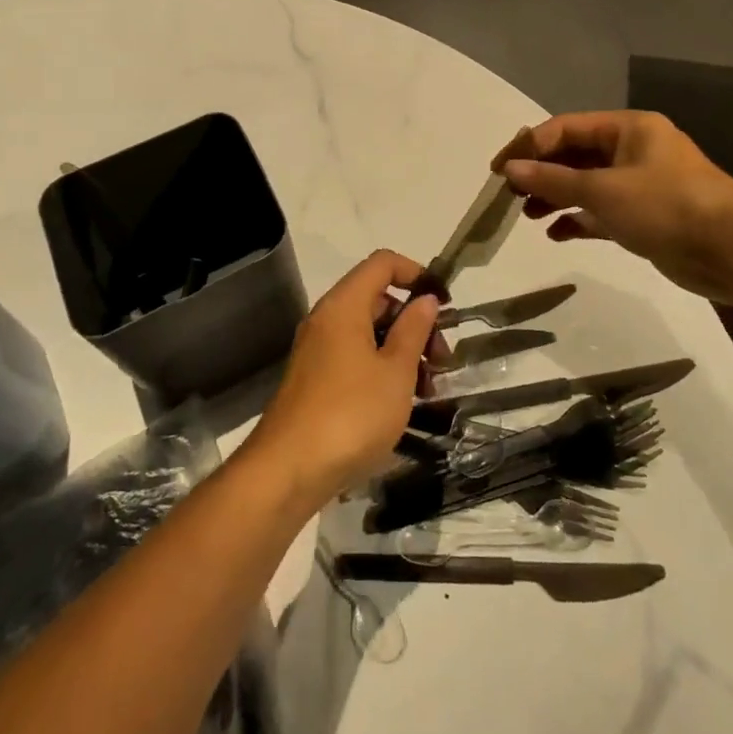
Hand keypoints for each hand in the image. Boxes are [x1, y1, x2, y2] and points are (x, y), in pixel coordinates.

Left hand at [245, 250, 439, 508]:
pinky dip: (382, 368)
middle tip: (442, 360)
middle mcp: (327, 318)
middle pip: (378, 299)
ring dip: (403, 350)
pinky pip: (356, 357)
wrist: (288, 470)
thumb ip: (414, 330)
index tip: (444, 304)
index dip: (416, 273)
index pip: (383, 264)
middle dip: (415, 322)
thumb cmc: (351, 413)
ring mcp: (318, 350)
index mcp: (344, 305)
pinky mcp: (316, 379)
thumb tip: (425, 299)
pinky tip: (402, 402)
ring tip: (428, 389)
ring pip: (369, 332)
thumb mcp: (396, 372)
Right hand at [494, 111, 732, 303]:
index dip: (529, 146)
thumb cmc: (666, 205)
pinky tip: (556, 233)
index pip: (565, 128)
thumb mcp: (603, 190)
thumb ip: (553, 180)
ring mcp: (640, 184)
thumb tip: (510, 169)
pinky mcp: (646, 216)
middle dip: (541, 173)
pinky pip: (602, 211)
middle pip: (575, 155)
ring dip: (556, 197)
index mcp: (628, 128)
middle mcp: (633, 150)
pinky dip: (578, 219)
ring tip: (527, 215)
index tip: (499, 171)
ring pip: (586, 184)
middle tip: (510, 195)